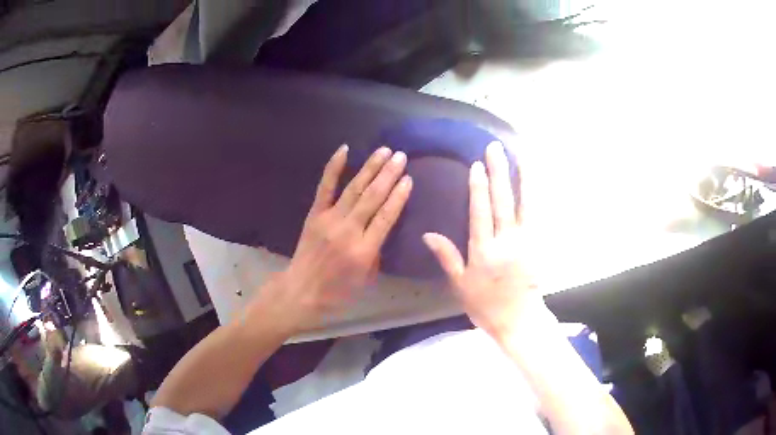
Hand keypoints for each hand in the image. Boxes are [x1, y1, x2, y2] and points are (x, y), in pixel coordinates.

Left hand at [262, 145, 412, 332]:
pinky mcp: (315, 214)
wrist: (302, 291)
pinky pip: (325, 187)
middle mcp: (348, 231)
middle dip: (389, 175)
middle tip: (401, 157)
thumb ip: (377, 250)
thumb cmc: (338, 290)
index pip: (386, 217)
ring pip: (354, 188)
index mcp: (364, 250)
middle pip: (372, 198)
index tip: (409, 179)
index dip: (399, 196)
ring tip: (384, 151)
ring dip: (370, 167)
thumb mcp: (367, 278)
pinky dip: (334, 167)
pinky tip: (344, 150)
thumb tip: (382, 226)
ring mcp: (329, 220)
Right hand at [423, 142, 547, 336]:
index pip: (480, 212)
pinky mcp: (538, 244)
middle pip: (502, 201)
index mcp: (484, 251)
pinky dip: (536, 195)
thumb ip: (447, 257)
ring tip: (521, 155)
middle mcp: (506, 242)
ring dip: (523, 177)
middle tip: (496, 148)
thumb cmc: (486, 305)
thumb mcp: (460, 285)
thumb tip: (428, 234)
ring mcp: (526, 241)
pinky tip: (534, 180)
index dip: (478, 188)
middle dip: (499, 172)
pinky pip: (538, 215)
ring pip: (525, 203)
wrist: (519, 319)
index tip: (477, 165)